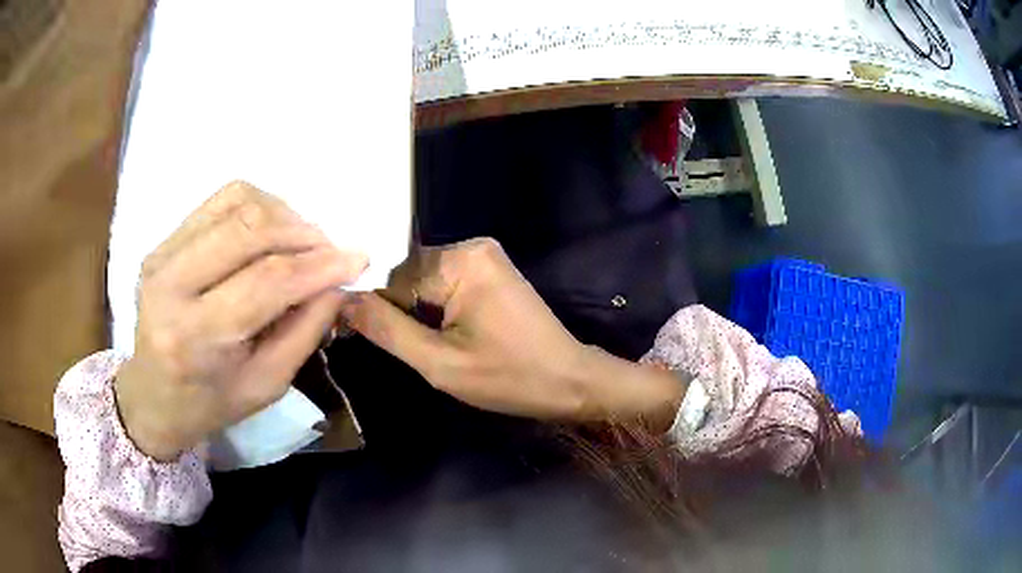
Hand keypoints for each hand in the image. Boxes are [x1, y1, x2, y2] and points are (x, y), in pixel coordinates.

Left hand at [115, 181, 367, 460]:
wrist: (153, 395)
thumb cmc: (211, 402)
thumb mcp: (267, 384)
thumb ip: (305, 330)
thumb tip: (338, 281)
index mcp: (195, 336)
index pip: (265, 282)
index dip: (318, 266)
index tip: (359, 258)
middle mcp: (170, 285)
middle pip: (248, 230)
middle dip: (302, 233)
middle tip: (330, 250)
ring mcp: (161, 256)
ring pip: (235, 203)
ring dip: (282, 215)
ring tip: (302, 242)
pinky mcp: (162, 242)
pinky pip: (219, 202)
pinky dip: (257, 206)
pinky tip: (271, 231)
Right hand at [343, 238, 683, 427]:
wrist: (570, 381)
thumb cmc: (509, 378)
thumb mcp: (439, 363)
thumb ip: (386, 329)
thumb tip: (340, 301)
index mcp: (459, 260)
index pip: (391, 277)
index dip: (376, 310)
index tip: (367, 339)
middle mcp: (470, 246)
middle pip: (407, 276)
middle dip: (400, 313)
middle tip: (412, 351)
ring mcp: (483, 257)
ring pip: (423, 283)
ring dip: (418, 315)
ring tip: (430, 347)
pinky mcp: (489, 272)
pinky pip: (444, 286)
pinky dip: (435, 311)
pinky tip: (443, 336)